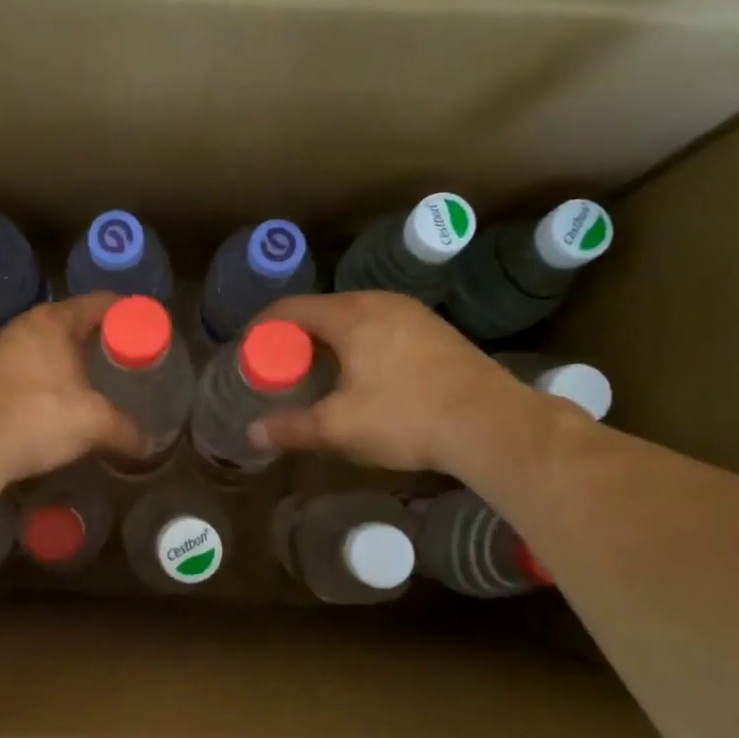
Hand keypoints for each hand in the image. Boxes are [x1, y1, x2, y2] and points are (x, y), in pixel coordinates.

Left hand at [0, 294, 146, 486]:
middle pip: (76, 322)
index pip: (102, 303)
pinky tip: (66, 399)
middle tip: (132, 357)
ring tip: (103, 379)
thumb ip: (127, 431)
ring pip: (52, 346)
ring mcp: (4, 351)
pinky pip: (34, 367)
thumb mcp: (94, 423)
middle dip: (104, 338)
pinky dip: (54, 377)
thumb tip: (152, 446)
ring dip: (76, 359)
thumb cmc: (37, 417)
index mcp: (55, 321)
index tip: (152, 328)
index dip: (131, 313)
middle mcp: (27, 327)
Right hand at [248, 291, 535, 474]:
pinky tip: (362, 374)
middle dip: (295, 336)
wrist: (491, 424)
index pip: (292, 308)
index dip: (263, 326)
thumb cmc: (406, 417)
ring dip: (329, 340)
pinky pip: (382, 328)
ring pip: (356, 318)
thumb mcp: (339, 427)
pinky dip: (359, 344)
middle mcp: (381, 303)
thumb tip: (252, 434)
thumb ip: (291, 428)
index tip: (247, 348)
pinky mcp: (436, 332)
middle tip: (279, 366)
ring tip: (316, 371)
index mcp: (352, 315)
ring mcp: (414, 315)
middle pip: (323, 310)